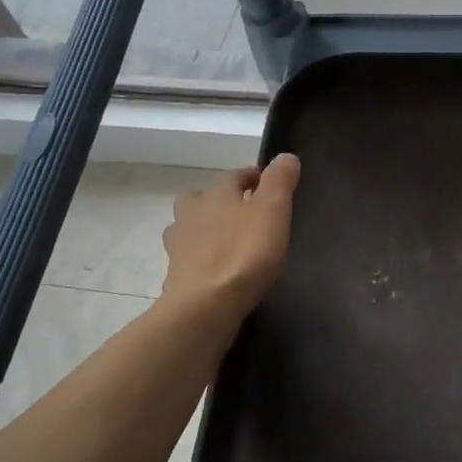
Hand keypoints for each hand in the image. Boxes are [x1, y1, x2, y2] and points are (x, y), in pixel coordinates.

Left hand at [161, 154, 300, 313]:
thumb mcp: (273, 210)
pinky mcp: (175, 273)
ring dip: (209, 229)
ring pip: (194, 226)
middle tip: (248, 215)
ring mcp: (178, 244)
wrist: (205, 305)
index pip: (236, 176)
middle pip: (207, 199)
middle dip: (225, 202)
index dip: (255, 179)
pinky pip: (191, 257)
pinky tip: (218, 269)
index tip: (271, 188)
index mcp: (216, 193)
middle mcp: (191, 212)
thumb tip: (285, 156)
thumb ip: (280, 181)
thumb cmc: (245, 252)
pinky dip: (203, 257)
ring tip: (231, 242)